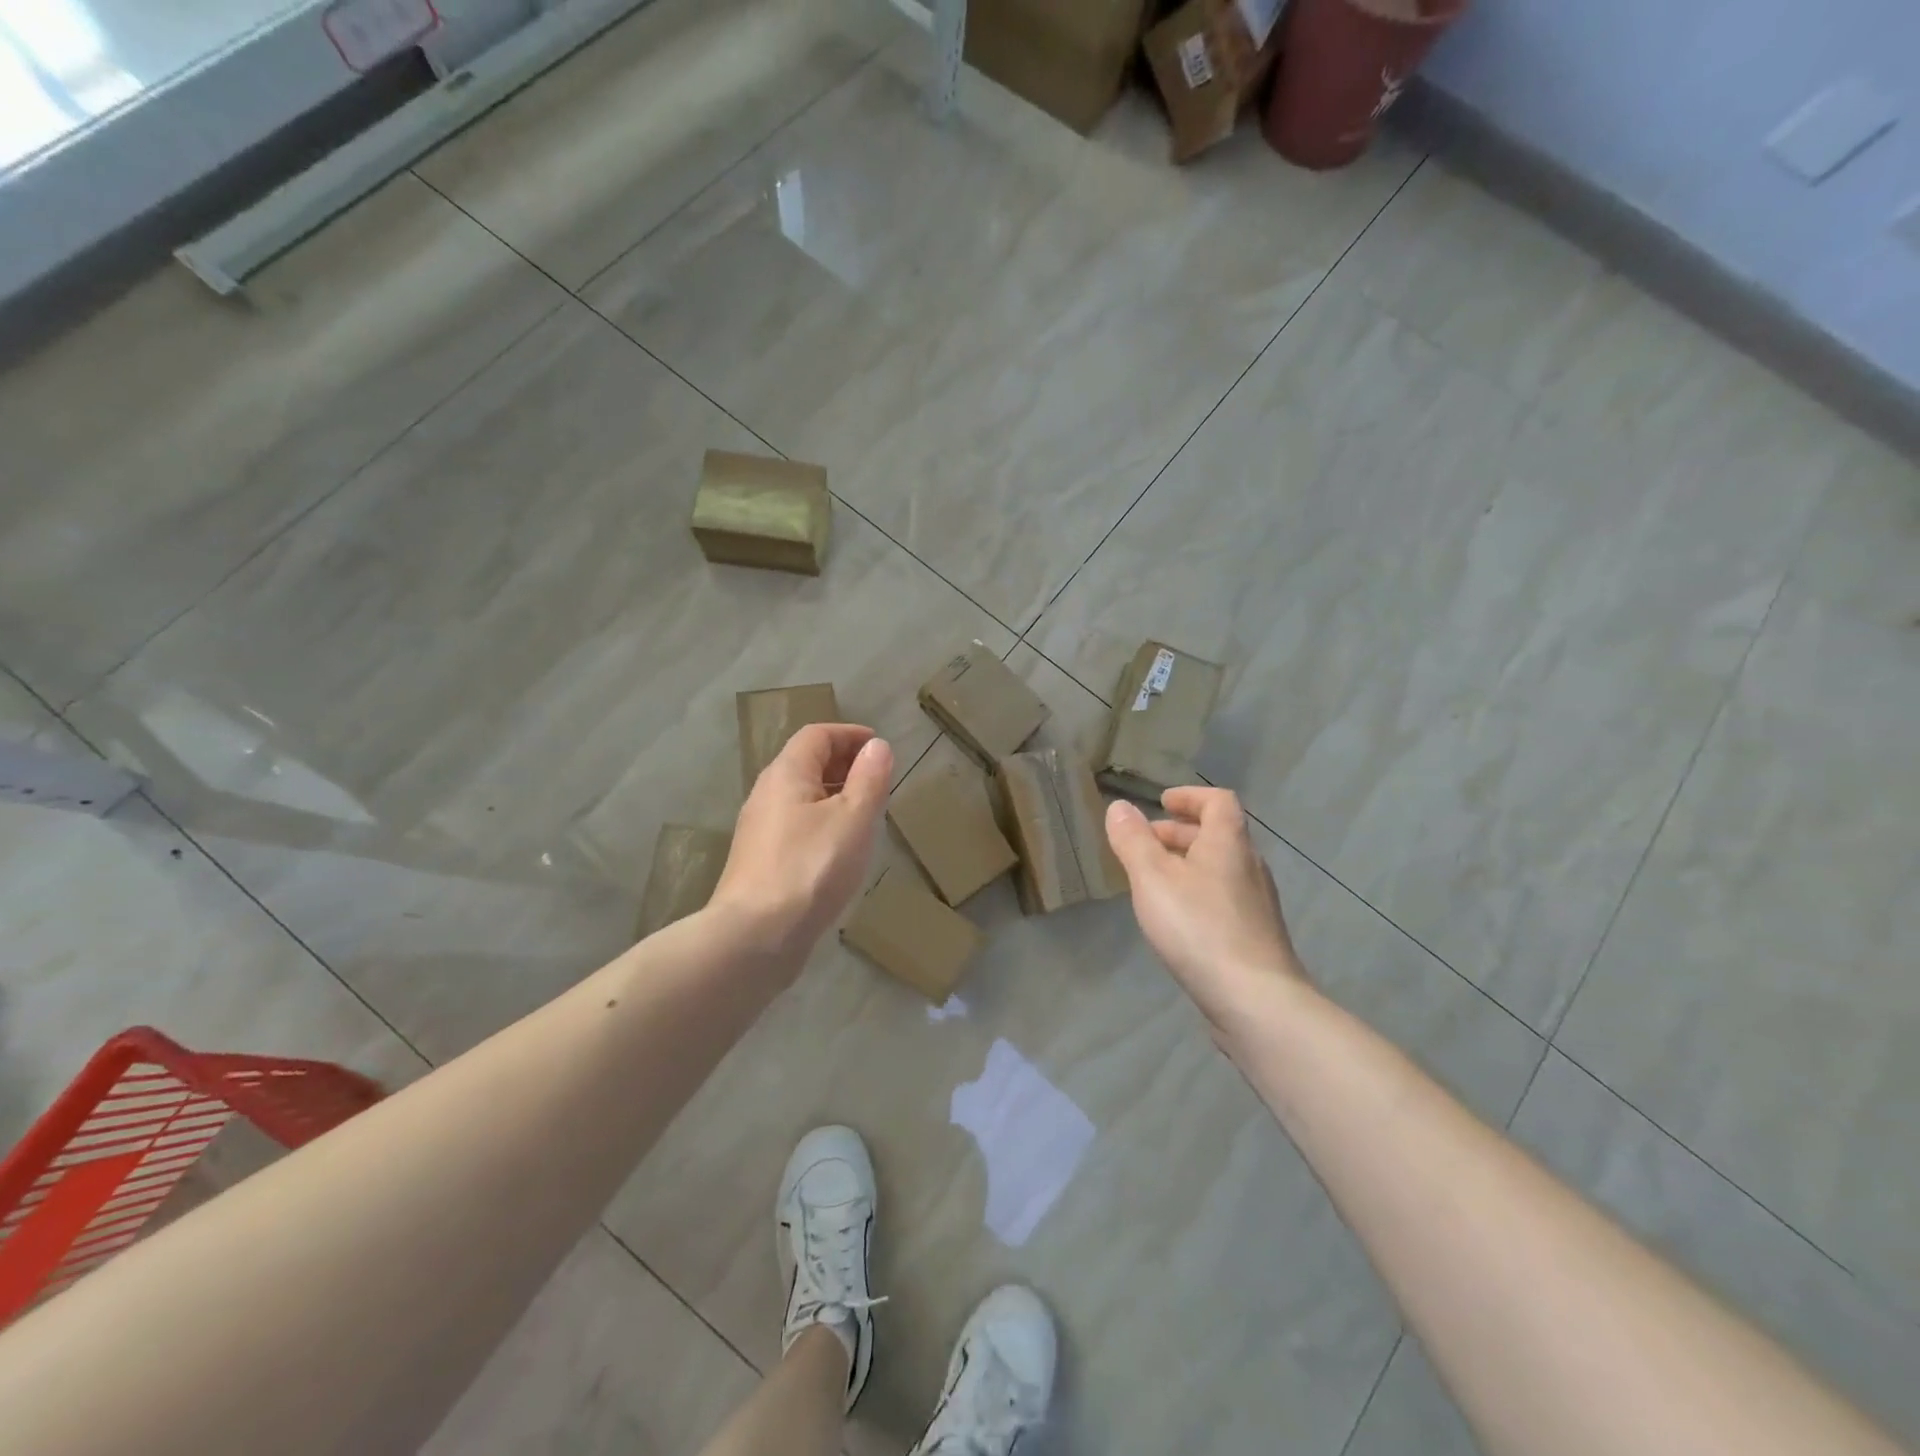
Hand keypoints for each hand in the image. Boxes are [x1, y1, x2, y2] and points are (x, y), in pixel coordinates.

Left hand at [710, 724, 892, 972]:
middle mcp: (766, 794)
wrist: (755, 936)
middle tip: (877, 780)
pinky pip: (795, 825)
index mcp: (786, 774)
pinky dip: (821, 822)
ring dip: (833, 795)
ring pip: (800, 797)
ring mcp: (759, 829)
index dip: (850, 734)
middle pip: (805, 763)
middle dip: (843, 763)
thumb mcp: (853, 818)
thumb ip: (869, 779)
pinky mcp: (760, 861)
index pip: (817, 735)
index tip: (879, 747)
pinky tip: (839, 850)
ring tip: (865, 814)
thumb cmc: (811, 868)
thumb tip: (877, 746)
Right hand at [1105, 787, 1305, 1038]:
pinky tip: (1177, 918)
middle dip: (1180, 832)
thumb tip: (1119, 807)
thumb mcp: (1153, 878)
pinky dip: (1198, 891)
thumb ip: (1133, 840)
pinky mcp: (1255, 935)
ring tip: (1153, 880)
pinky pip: (1223, 897)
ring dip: (1187, 863)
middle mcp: (1249, 866)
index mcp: (1229, 843)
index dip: (1190, 796)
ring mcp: (1257, 903)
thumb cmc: (1199, 927)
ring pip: (1220, 868)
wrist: (1255, 999)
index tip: (1162, 802)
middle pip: (1218, 834)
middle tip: (1146, 842)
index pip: (1218, 801)